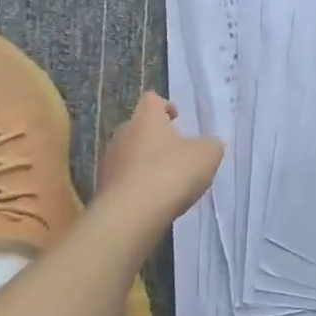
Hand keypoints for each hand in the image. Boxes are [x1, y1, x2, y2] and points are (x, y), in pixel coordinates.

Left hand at [97, 93, 222, 220]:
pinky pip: (124, 180)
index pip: (152, 100)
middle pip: (139, 128)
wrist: (130, 215)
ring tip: (165, 181)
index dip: (165, 106)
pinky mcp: (104, 187)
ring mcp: (109, 161)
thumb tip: (209, 145)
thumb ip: (211, 146)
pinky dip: (137, 186)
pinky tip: (152, 201)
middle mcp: (123, 134)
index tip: (177, 117)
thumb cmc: (170, 174)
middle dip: (156, 138)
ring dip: (145, 163)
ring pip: (130, 155)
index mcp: (146, 119)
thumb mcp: (206, 157)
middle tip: (175, 153)